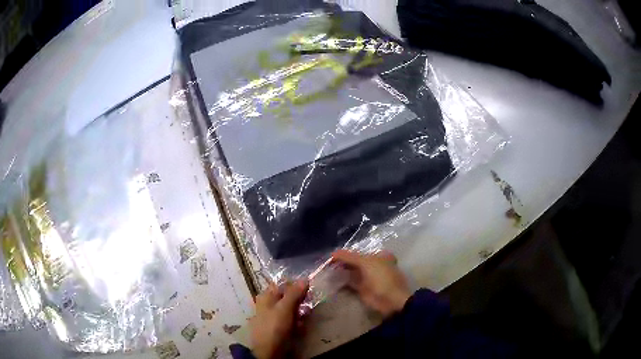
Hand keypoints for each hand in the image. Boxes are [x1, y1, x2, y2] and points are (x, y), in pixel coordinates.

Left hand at [249, 280, 308, 358]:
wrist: (269, 352)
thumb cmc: (275, 327)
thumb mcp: (285, 308)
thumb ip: (294, 293)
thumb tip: (304, 278)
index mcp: (266, 296)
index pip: (282, 285)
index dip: (296, 285)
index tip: (309, 289)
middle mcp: (268, 305)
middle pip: (287, 297)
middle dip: (300, 301)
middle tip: (308, 305)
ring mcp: (273, 317)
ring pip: (290, 310)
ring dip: (300, 313)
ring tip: (305, 318)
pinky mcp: (278, 328)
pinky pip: (290, 321)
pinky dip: (296, 322)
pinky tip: (300, 327)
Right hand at [332, 250, 411, 317]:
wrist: (391, 301)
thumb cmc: (382, 278)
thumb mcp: (366, 263)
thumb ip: (349, 257)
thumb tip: (333, 253)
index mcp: (377, 256)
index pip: (357, 252)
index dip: (344, 253)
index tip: (330, 255)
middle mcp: (372, 265)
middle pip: (353, 261)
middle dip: (341, 262)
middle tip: (326, 263)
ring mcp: (367, 278)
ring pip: (350, 271)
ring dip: (340, 271)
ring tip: (326, 270)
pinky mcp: (362, 289)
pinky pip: (349, 282)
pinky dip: (341, 281)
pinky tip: (332, 279)